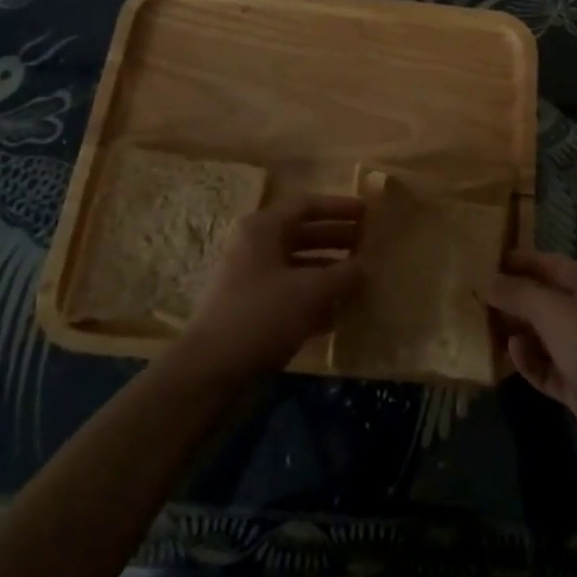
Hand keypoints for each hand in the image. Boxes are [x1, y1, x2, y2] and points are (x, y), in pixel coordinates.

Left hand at [181, 194, 362, 379]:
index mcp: (263, 228)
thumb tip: (366, 266)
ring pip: (296, 265)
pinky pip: (288, 292)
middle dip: (336, 239)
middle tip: (367, 244)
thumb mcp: (311, 291)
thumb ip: (344, 274)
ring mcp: (249, 279)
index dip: (339, 208)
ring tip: (358, 278)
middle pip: (302, 234)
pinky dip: (312, 297)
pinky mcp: (249, 309)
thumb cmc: (262, 315)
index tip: (366, 213)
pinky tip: (337, 313)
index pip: (306, 206)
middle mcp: (254, 246)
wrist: (210, 370)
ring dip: (327, 270)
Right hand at [484, 249, 576, 470]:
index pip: (551, 263)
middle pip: (548, 299)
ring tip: (487, 327)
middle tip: (478, 297)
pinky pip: (549, 367)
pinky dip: (531, 361)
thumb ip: (517, 292)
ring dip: (519, 331)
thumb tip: (487, 280)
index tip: (486, 261)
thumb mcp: (551, 309)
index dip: (520, 261)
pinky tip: (512, 355)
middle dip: (515, 299)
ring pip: (546, 335)